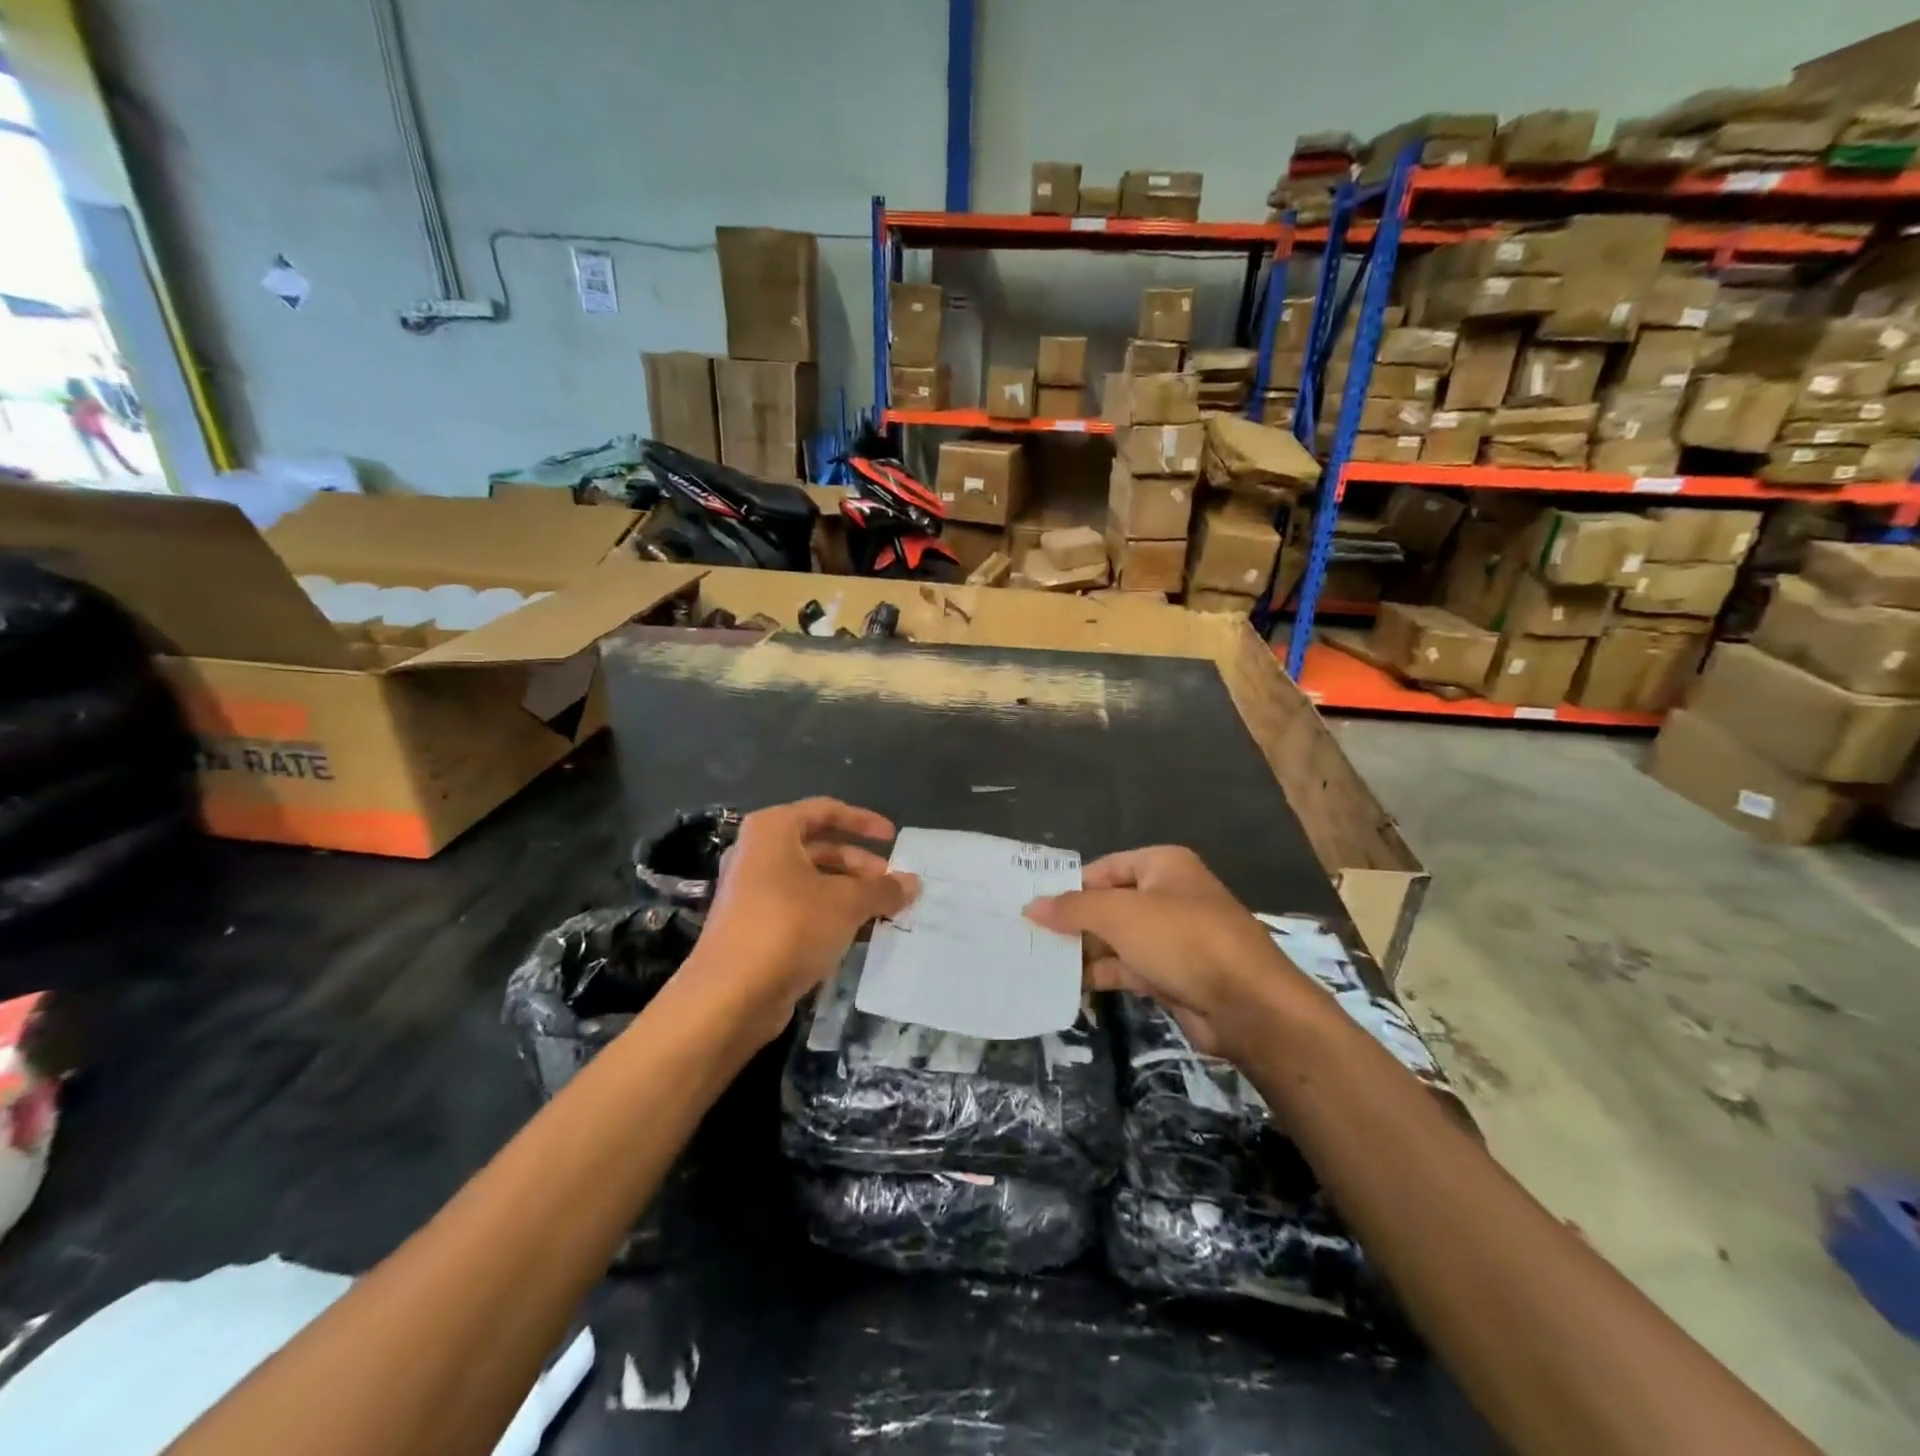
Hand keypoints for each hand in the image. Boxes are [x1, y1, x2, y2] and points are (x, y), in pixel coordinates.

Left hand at [692, 798, 917, 1041]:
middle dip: (860, 865)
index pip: (825, 810)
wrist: (730, 996)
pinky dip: (830, 916)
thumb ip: (882, 889)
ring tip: (884, 912)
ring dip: (850, 894)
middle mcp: (758, 854)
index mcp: (773, 830)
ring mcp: (753, 892)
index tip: (893, 837)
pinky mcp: (755, 927)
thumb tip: (913, 882)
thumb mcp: (846, 903)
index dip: (863, 821)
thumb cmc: (789, 927)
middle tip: (893, 886)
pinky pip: (801, 910)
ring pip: (812, 882)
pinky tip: (859, 935)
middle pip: (820, 848)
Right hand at [1024, 846, 1307, 1063]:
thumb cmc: (1182, 939)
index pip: (1104, 868)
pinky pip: (1128, 967)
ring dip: (1084, 951)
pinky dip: (1102, 974)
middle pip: (1109, 903)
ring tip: (1039, 963)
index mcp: (1162, 865)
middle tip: (1030, 937)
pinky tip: (1069, 985)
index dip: (1070, 886)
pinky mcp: (1173, 974)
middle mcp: (1168, 895)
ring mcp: (1172, 937)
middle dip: (1073, 922)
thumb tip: (1030, 906)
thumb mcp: (1120, 915)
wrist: (1247, 1004)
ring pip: (1117, 939)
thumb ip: (1072, 909)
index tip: (1033, 907)